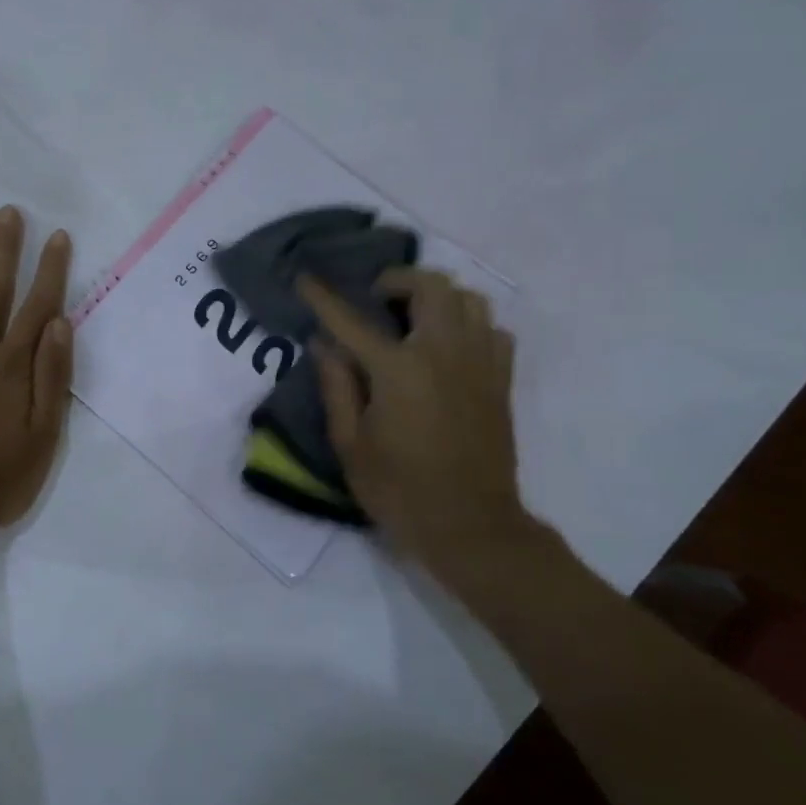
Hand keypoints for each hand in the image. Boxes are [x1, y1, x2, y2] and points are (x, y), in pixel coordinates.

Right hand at [300, 269, 529, 561]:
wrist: (469, 525)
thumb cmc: (398, 489)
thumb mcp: (350, 444)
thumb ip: (336, 386)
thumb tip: (323, 344)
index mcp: (399, 370)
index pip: (351, 320)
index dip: (324, 298)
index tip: (305, 278)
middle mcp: (444, 353)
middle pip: (430, 286)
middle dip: (396, 281)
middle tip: (376, 299)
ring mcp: (480, 363)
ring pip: (469, 299)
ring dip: (437, 297)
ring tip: (414, 318)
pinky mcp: (501, 381)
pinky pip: (492, 330)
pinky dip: (469, 324)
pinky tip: (449, 346)